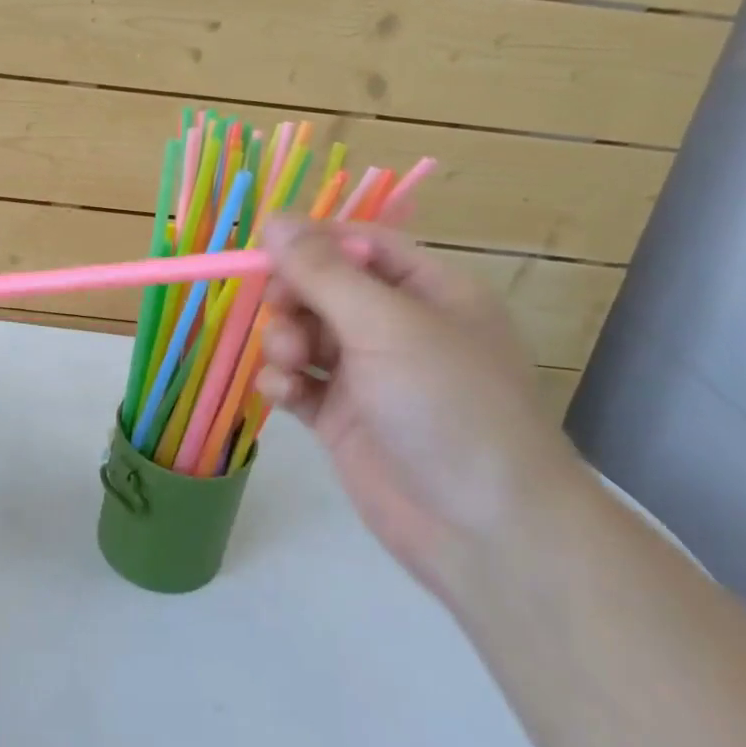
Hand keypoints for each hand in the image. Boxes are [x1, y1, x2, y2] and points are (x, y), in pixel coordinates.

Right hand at [256, 218, 586, 601]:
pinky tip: (284, 394)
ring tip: (290, 364)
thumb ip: (323, 271)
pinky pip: (298, 381)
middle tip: (282, 315)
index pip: (358, 244)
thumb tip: (274, 217)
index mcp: (428, 291)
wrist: (482, 529)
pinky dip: (283, 381)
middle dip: (293, 298)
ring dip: (283, 340)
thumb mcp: (387, 325)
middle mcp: (396, 327)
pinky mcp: (341, 418)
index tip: (264, 254)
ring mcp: (367, 375)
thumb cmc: (447, 405)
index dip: (310, 244)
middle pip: (322, 288)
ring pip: (303, 333)